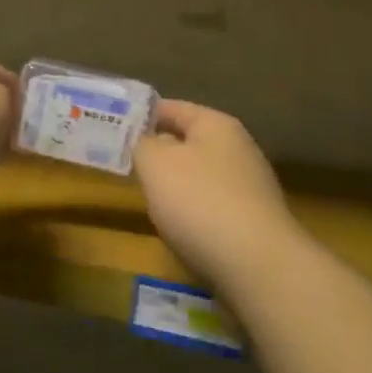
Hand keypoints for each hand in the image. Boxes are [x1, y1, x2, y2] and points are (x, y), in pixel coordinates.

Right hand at [135, 101, 298, 287]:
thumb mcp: (155, 164)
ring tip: (147, 198)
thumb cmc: (199, 201)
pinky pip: (212, 205)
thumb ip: (141, 144)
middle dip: (157, 151)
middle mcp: (238, 148)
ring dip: (175, 184)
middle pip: (187, 141)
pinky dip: (193, 211)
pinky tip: (179, 228)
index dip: (141, 115)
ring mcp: (250, 186)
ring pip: (199, 175)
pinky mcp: (253, 220)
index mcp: (216, 124)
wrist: (258, 265)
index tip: (113, 126)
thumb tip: (146, 141)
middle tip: (125, 163)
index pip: (171, 108)